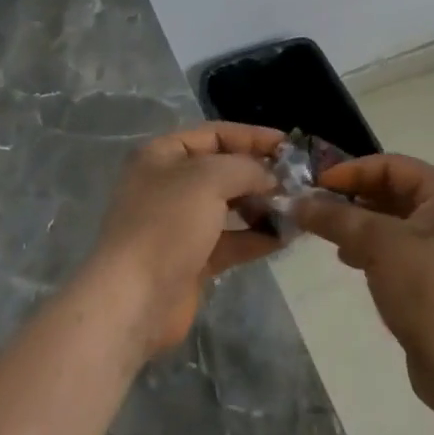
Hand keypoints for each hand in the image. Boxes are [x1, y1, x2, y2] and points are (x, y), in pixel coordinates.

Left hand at [90, 123, 283, 356]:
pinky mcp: (192, 259)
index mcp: (162, 155)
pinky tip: (286, 237)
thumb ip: (246, 168)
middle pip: (223, 170)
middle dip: (260, 174)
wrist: (134, 299)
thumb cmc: (167, 224)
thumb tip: (271, 178)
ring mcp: (179, 224)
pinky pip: (231, 240)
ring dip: (262, 206)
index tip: (289, 145)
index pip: (215, 134)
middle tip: (299, 181)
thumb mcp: (209, 179)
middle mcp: (169, 185)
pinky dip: (256, 237)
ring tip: (298, 209)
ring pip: (229, 207)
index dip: (252, 136)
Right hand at [295, 154, 433, 432]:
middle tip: (316, 210)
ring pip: (392, 223)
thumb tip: (296, 202)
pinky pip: (397, 250)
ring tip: (329, 238)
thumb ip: (336, 217)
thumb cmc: (428, 290)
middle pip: (393, 191)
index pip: (392, 165)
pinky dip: (371, 249)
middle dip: (353, 198)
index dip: (352, 171)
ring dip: (359, 225)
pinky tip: (349, 261)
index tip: (315, 186)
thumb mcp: (378, 244)